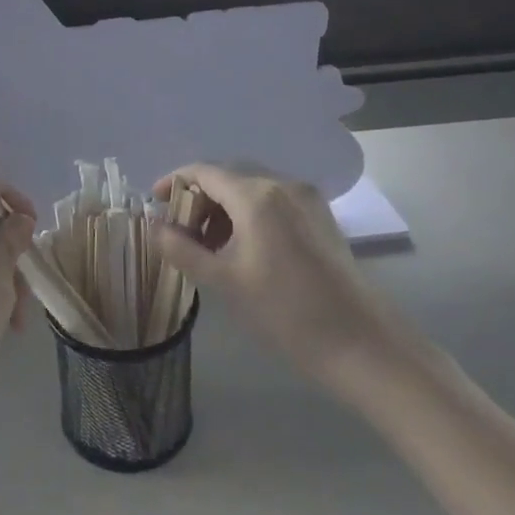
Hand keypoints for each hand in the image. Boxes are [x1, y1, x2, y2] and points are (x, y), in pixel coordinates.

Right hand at [150, 164, 427, 386]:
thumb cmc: (284, 311)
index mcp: (257, 195)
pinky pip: (273, 203)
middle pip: (228, 178)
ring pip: (251, 190)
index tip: (154, 203)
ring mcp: (306, 199)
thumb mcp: (223, 281)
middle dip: (199, 200)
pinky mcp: (320, 217)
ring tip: (209, 247)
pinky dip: (249, 216)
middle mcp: (283, 185)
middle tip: (181, 234)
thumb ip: (181, 249)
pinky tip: (242, 249)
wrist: (360, 342)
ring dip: (223, 209)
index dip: (174, 182)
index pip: (204, 172)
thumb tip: (153, 227)